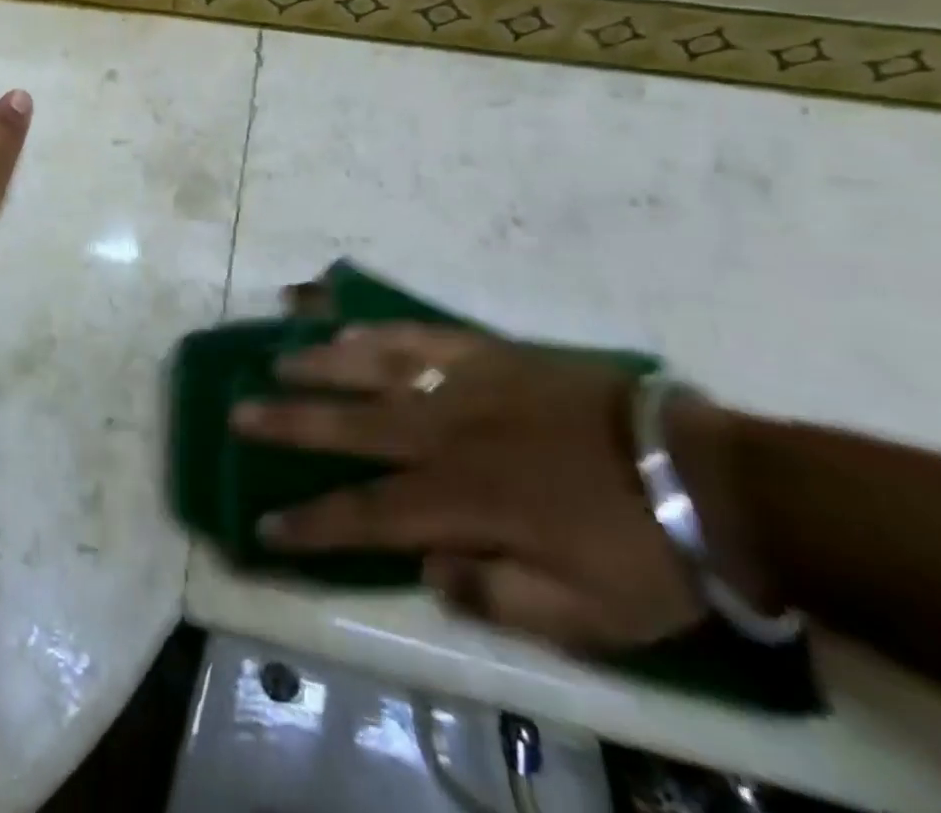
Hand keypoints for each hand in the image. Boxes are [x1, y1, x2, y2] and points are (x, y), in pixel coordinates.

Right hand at [232, 325, 730, 654]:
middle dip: (288, 423)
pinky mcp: (487, 354)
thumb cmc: (641, 554)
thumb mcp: (584, 617)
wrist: (703, 476)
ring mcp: (463, 385)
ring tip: (275, 357)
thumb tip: (426, 566)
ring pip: (373, 367)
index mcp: (462, 500)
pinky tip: (345, 322)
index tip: (264, 525)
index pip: (365, 514)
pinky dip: (378, 329)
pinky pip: (420, 335)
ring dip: (319, 364)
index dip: (310, 523)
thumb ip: (496, 595)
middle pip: (349, 425)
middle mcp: (445, 435)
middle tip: (237, 414)